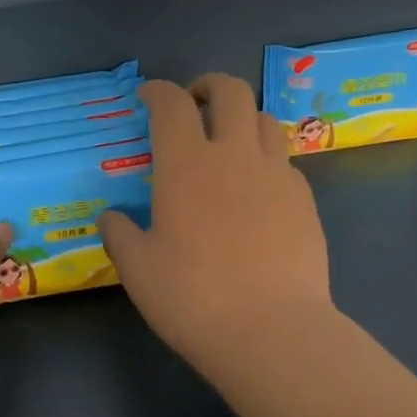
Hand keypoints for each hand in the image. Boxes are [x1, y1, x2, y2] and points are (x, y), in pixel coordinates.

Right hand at [100, 76, 334, 376]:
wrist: (272, 330)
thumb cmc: (193, 298)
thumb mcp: (138, 270)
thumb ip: (120, 234)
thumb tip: (112, 217)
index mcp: (187, 164)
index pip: (172, 104)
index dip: (157, 91)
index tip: (147, 96)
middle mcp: (234, 156)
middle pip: (230, 92)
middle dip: (208, 86)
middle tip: (194, 103)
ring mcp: (276, 174)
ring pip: (264, 120)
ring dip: (241, 118)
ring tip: (227, 141)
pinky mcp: (304, 200)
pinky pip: (283, 160)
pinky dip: (265, 158)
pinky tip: (255, 189)